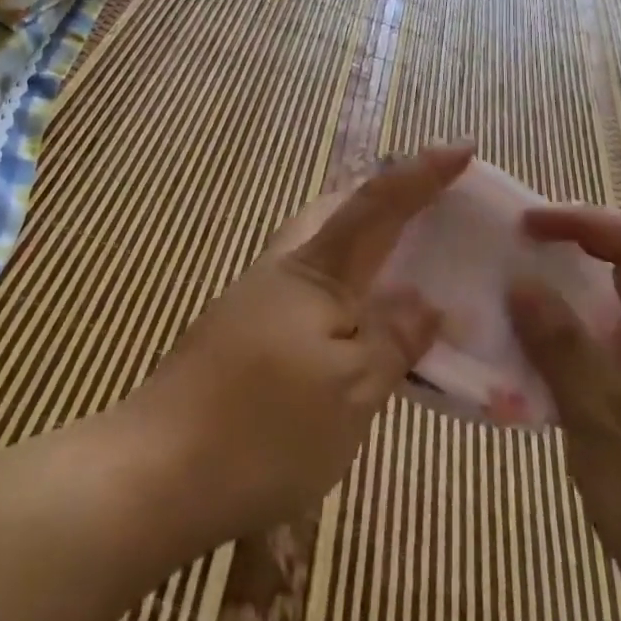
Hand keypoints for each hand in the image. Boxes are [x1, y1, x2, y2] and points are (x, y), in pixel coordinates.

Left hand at [117, 145, 470, 553]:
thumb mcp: (351, 391)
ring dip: (364, 244)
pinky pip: (309, 291)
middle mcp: (282, 270)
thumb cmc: (264, 428)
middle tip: (430, 208)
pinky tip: (358, 326)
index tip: (463, 147)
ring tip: (405, 266)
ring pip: (321, 250)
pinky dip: (344, 290)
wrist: (156, 472)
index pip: (377, 204)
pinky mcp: (243, 335)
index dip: (422, 174)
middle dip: (384, 198)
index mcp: (314, 270)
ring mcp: (256, 301)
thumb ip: (393, 339)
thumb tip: (426, 302)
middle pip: (338, 211)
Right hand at [507, 207, 620, 620]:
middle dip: (564, 260)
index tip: (525, 225)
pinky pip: (606, 366)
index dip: (581, 222)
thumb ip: (564, 349)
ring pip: (610, 327)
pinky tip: (536, 378)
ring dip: (560, 312)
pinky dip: (567, 356)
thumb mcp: (610, 424)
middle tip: (505, 263)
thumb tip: (521, 282)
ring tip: (507, 315)